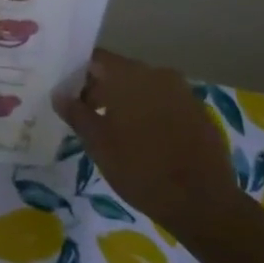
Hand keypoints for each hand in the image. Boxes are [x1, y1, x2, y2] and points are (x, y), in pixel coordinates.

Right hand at [54, 50, 242, 239]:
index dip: (77, 74)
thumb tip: (59, 93)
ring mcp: (182, 92)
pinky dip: (149, 113)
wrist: (204, 203)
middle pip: (120, 72)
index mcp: (129, 75)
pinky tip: (144, 140)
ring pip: (143, 88)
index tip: (68, 96)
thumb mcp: (98, 144)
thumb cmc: (141, 169)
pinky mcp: (199, 112)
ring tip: (114, 131)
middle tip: (87, 117)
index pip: (95, 59)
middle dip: (101, 89)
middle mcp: (157, 74)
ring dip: (126, 102)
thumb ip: (76, 113)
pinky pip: (164, 103)